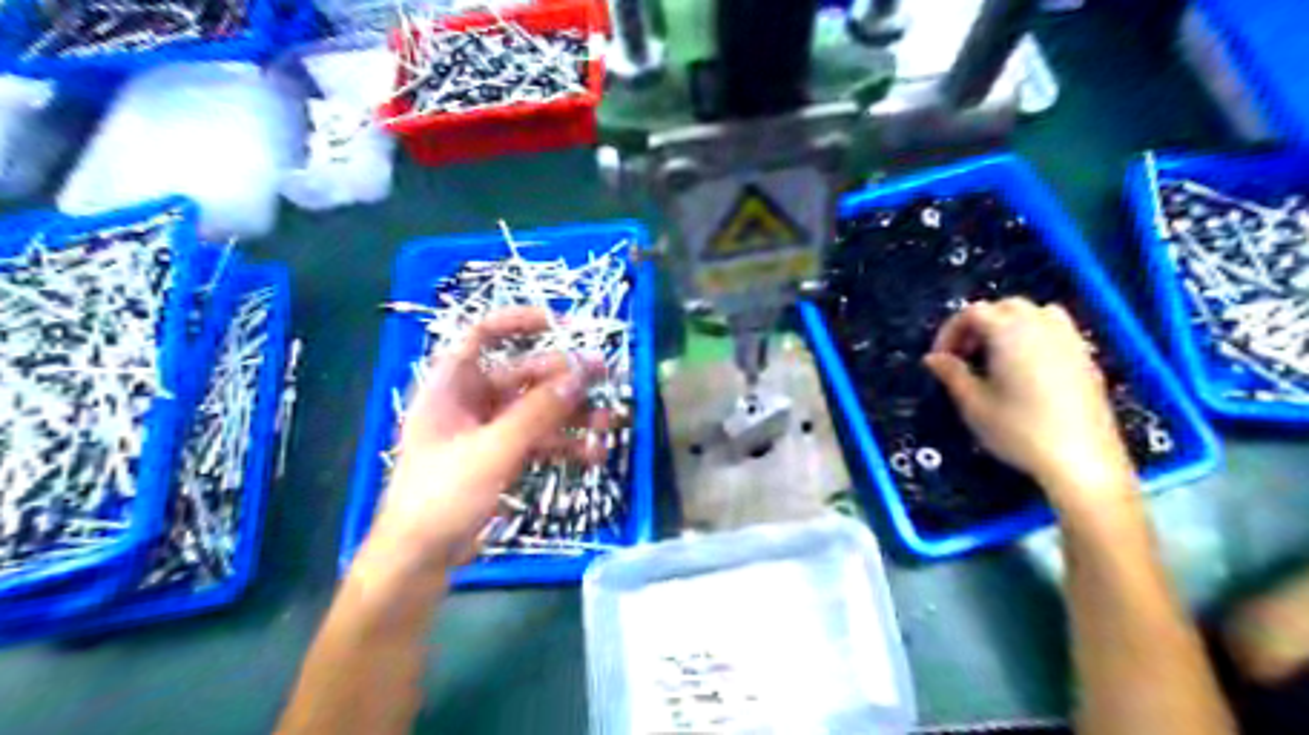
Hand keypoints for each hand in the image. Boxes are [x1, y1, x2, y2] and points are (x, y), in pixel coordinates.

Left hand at [357, 308, 602, 576]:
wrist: (419, 560)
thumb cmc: (442, 496)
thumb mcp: (493, 450)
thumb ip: (538, 412)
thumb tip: (580, 375)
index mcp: (451, 386)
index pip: (482, 335)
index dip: (519, 322)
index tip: (562, 325)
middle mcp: (470, 402)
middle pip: (523, 375)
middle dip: (564, 377)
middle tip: (605, 376)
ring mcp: (487, 431)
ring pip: (536, 409)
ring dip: (572, 414)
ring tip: (609, 421)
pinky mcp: (500, 458)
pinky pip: (538, 440)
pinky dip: (564, 444)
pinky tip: (593, 454)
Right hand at [918, 297, 1135, 511]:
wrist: (1081, 460)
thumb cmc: (1018, 431)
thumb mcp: (973, 404)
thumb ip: (952, 374)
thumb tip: (933, 358)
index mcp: (1009, 332)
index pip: (972, 313)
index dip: (950, 331)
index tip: (940, 359)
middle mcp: (1041, 326)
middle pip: (1004, 306)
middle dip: (979, 325)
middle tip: (965, 355)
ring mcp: (1069, 340)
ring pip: (1034, 312)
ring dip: (1009, 325)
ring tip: (996, 355)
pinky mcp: (1086, 358)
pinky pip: (1056, 329)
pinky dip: (1035, 335)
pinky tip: (1027, 368)